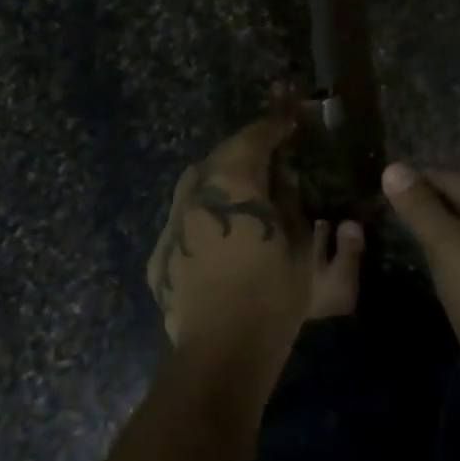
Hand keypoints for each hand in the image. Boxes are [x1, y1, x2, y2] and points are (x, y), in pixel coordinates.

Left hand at [146, 115, 364, 382]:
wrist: (221, 352)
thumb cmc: (271, 294)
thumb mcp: (299, 246)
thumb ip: (289, 205)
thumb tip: (281, 185)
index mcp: (232, 180)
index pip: (255, 136)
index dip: (276, 120)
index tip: (291, 108)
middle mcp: (195, 191)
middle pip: (222, 157)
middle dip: (247, 152)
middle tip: (272, 156)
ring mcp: (172, 221)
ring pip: (198, 186)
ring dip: (223, 184)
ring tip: (246, 196)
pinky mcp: (160, 253)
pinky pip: (186, 222)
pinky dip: (205, 220)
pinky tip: (221, 239)